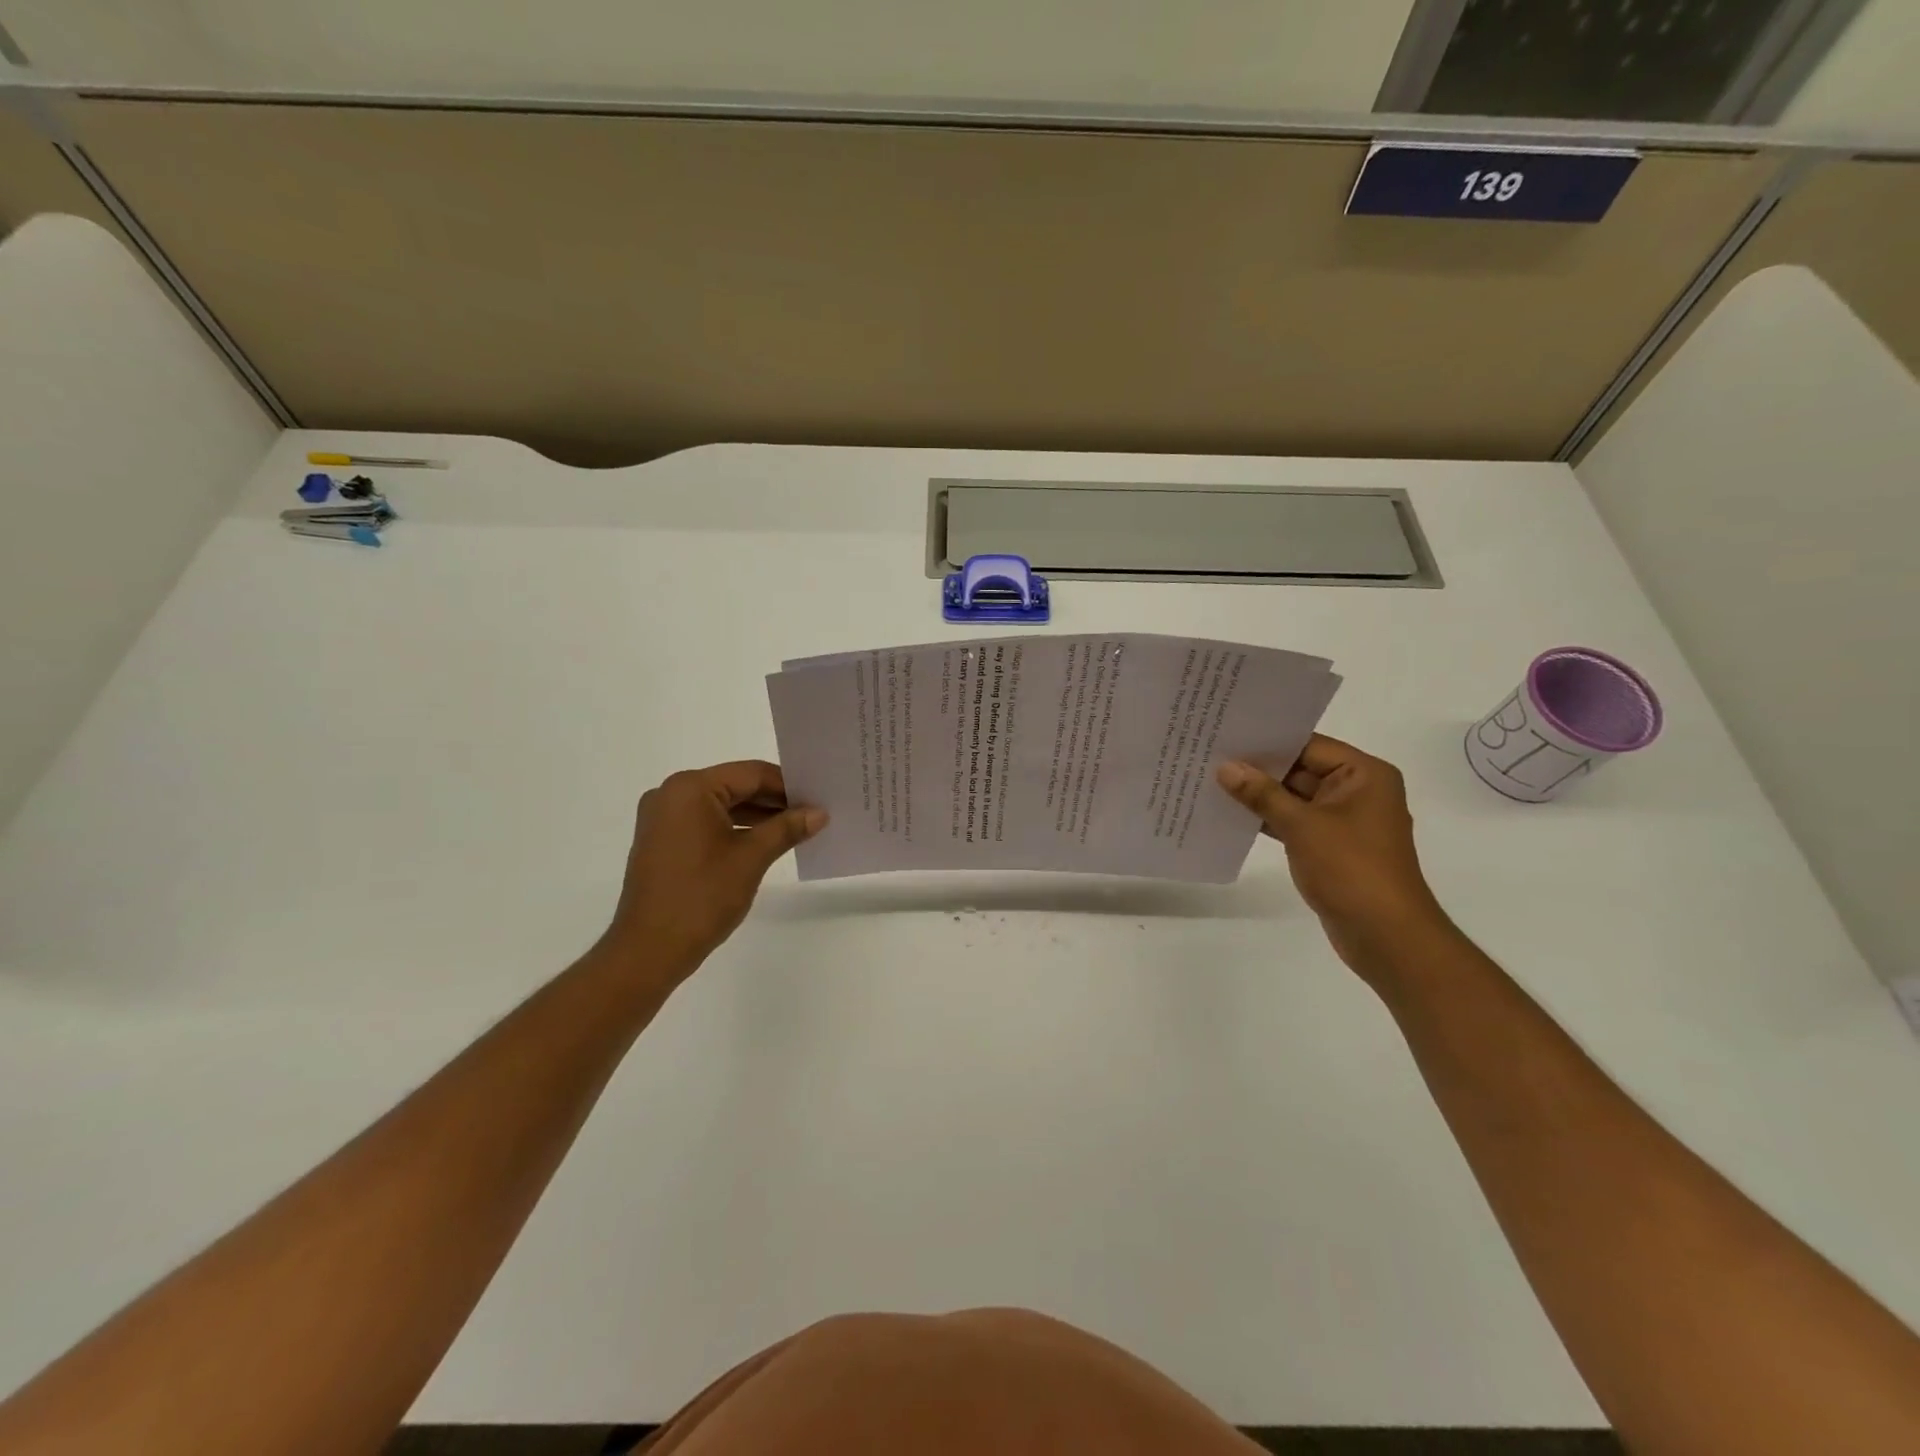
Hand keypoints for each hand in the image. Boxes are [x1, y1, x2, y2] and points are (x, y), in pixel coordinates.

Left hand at [599, 761, 825, 982]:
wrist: (649, 950)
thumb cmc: (702, 896)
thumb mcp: (752, 858)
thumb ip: (787, 828)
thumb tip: (820, 812)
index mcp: (690, 788)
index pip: (751, 773)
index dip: (788, 785)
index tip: (819, 798)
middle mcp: (671, 794)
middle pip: (735, 786)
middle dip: (774, 800)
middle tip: (813, 813)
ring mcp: (662, 818)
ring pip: (721, 805)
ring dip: (757, 815)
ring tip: (796, 829)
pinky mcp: (662, 841)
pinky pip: (706, 823)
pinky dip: (735, 829)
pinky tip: (765, 842)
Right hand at [1218, 736, 1449, 977]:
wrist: (1385, 936)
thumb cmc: (1351, 868)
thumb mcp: (1302, 825)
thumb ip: (1262, 794)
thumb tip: (1226, 767)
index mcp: (1364, 774)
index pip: (1309, 746)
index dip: (1268, 742)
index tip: (1226, 735)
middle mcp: (1358, 791)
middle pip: (1301, 769)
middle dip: (1258, 769)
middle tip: (1211, 757)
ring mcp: (1344, 821)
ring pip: (1294, 797)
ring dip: (1260, 796)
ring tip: (1212, 782)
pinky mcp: (1331, 847)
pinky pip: (1295, 822)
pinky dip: (1268, 820)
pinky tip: (1232, 815)